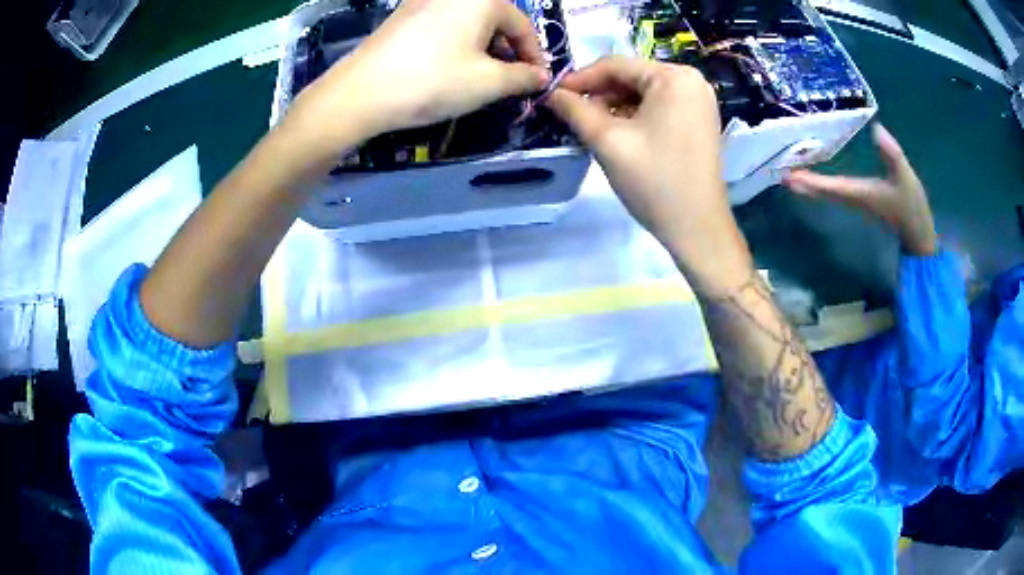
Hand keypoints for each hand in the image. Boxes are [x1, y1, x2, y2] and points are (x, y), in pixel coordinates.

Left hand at [282, 0, 549, 166]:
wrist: (360, 93)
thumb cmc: (432, 82)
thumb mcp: (488, 83)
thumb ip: (523, 77)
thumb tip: (541, 76)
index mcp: (482, 0)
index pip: (522, 25)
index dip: (534, 56)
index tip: (536, 81)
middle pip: (495, 19)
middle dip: (506, 50)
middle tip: (507, 80)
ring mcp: (424, 1)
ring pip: (467, 22)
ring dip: (482, 47)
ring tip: (478, 76)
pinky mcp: (403, 14)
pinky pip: (443, 24)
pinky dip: (456, 43)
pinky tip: (448, 66)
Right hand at [546, 57, 750, 293]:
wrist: (698, 229)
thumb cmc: (655, 182)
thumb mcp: (608, 142)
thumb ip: (575, 110)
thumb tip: (551, 93)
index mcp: (674, 77)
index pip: (615, 65)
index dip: (580, 79)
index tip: (553, 95)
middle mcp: (691, 81)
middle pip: (632, 78)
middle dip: (599, 95)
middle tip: (572, 115)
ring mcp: (699, 101)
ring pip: (644, 93)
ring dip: (615, 107)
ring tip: (592, 128)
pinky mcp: (700, 120)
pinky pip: (660, 107)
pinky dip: (636, 116)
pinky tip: (619, 134)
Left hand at [784, 124, 936, 256]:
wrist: (919, 235)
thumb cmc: (912, 208)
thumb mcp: (905, 177)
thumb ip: (892, 154)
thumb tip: (876, 130)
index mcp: (859, 193)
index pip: (830, 186)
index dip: (809, 180)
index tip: (787, 176)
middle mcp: (853, 199)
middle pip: (822, 191)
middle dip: (801, 182)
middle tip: (777, 170)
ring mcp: (856, 201)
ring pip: (826, 192)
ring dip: (807, 183)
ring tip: (788, 170)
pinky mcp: (860, 200)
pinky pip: (834, 191)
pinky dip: (820, 183)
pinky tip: (812, 175)